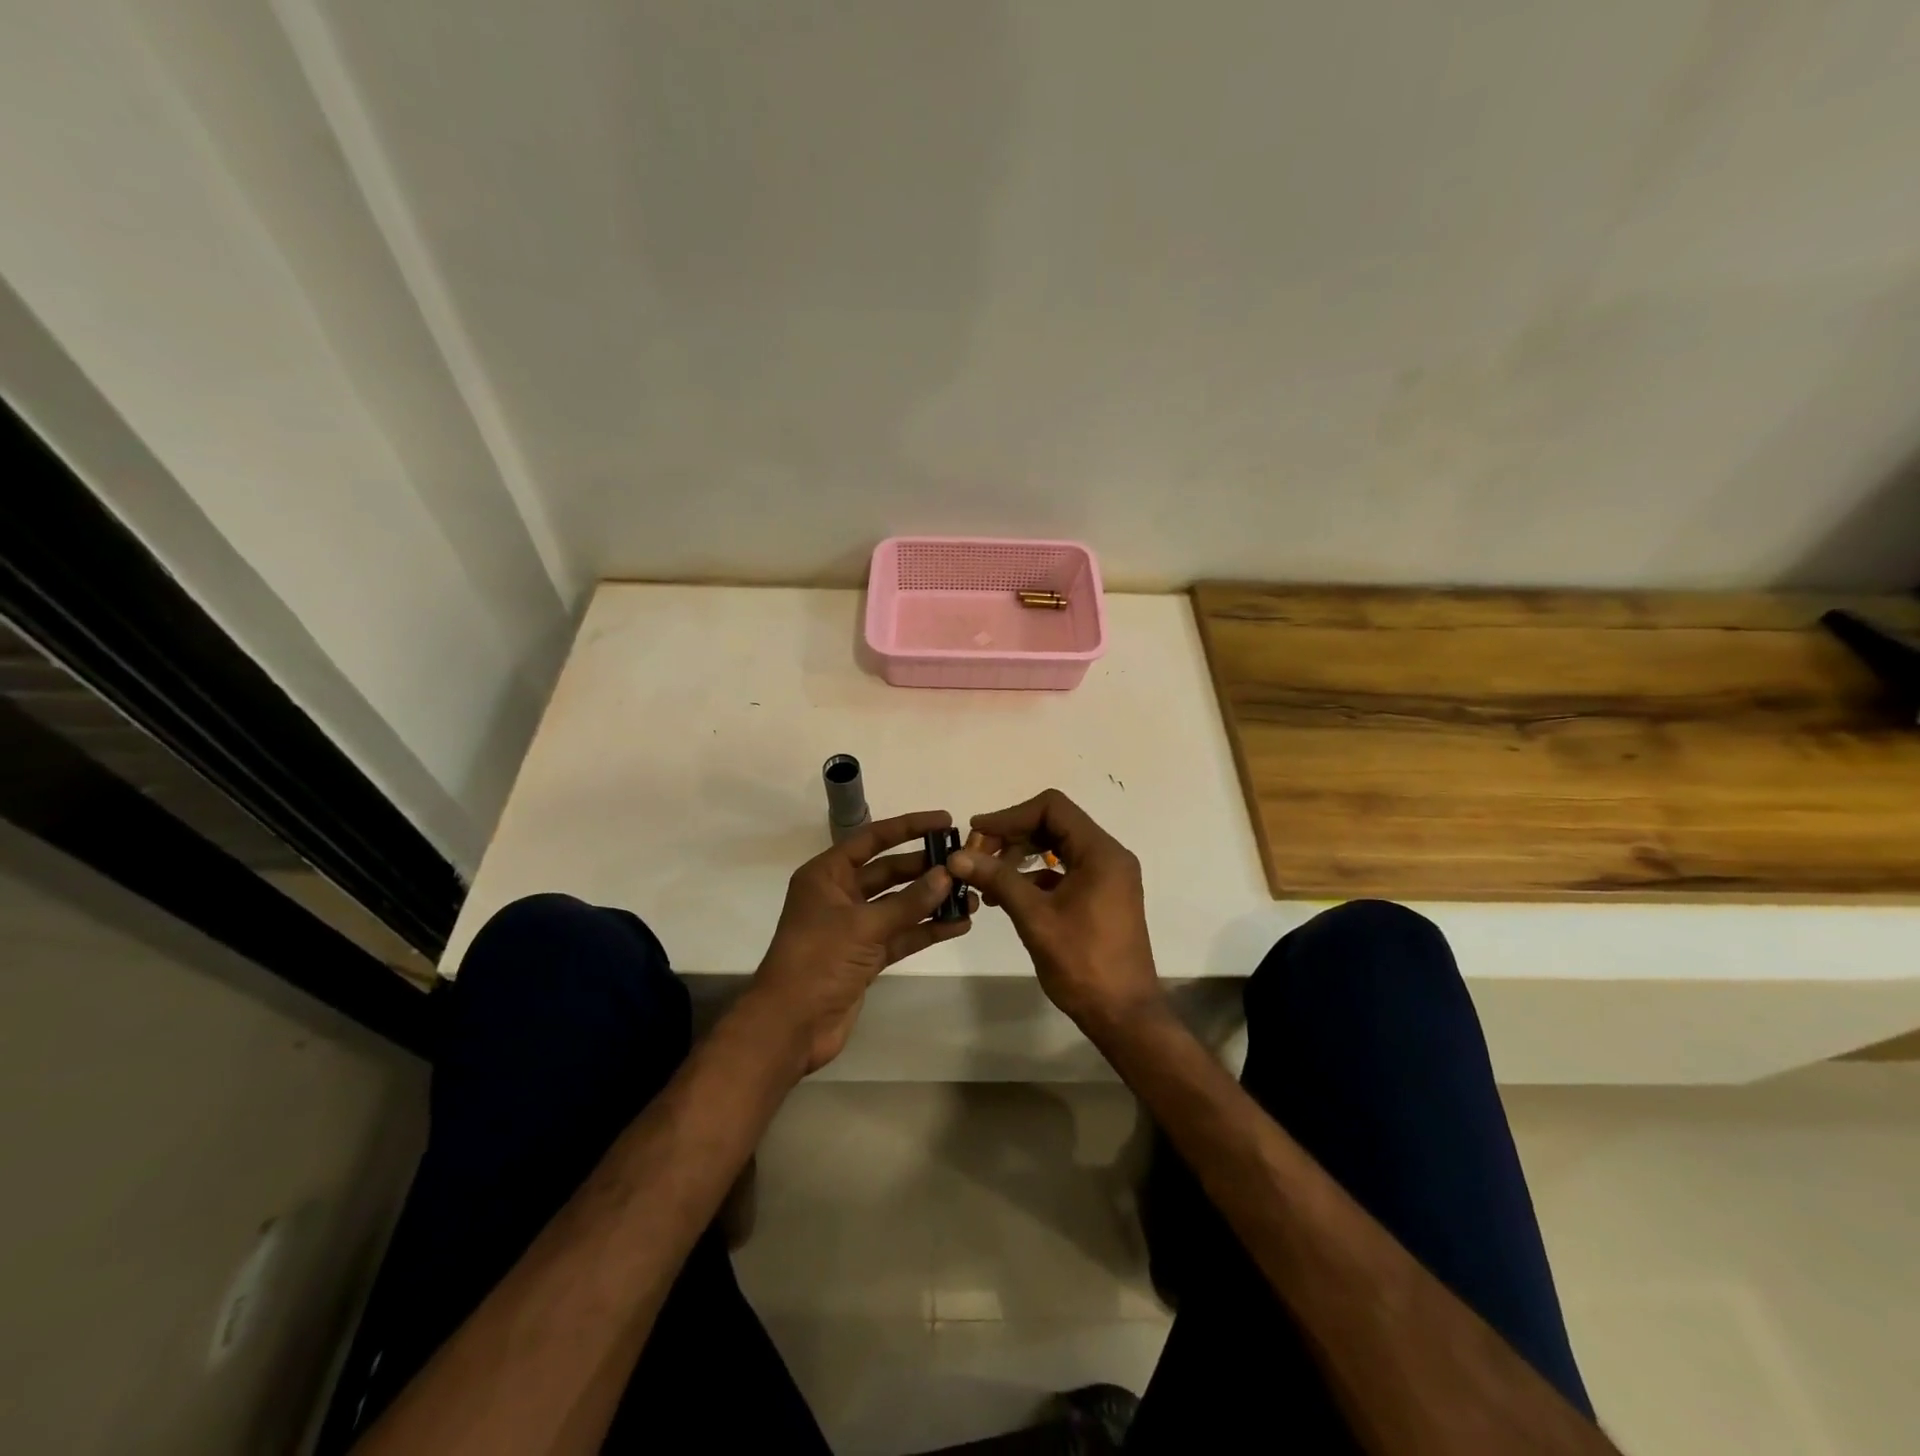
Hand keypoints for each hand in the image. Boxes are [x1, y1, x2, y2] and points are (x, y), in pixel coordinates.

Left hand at [749, 811, 974, 1074]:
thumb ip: (908, 902)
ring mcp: (854, 927)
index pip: (872, 839)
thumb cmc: (817, 961)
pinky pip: (901, 935)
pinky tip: (958, 925)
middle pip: (889, 871)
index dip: (908, 827)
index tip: (945, 821)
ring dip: (931, 901)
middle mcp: (840, 895)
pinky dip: (926, 930)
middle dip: (925, 868)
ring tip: (971, 897)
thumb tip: (946, 876)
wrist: (790, 1027)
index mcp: (827, 875)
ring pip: (899, 905)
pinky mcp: (866, 957)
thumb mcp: (863, 926)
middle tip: (964, 864)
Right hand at [947, 789, 1161, 1037]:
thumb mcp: (1035, 918)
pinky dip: (1035, 876)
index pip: (1052, 808)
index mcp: (1101, 852)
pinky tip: (1006, 895)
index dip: (1011, 815)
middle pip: (1055, 824)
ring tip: (986, 878)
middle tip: (977, 856)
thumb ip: (998, 879)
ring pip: (1058, 847)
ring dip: (1021, 856)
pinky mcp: (1101, 896)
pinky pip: (1065, 870)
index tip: (977, 833)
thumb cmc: (1082, 963)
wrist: (1123, 1015)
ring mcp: (1107, 876)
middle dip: (1013, 835)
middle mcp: (1109, 856)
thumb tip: (957, 856)